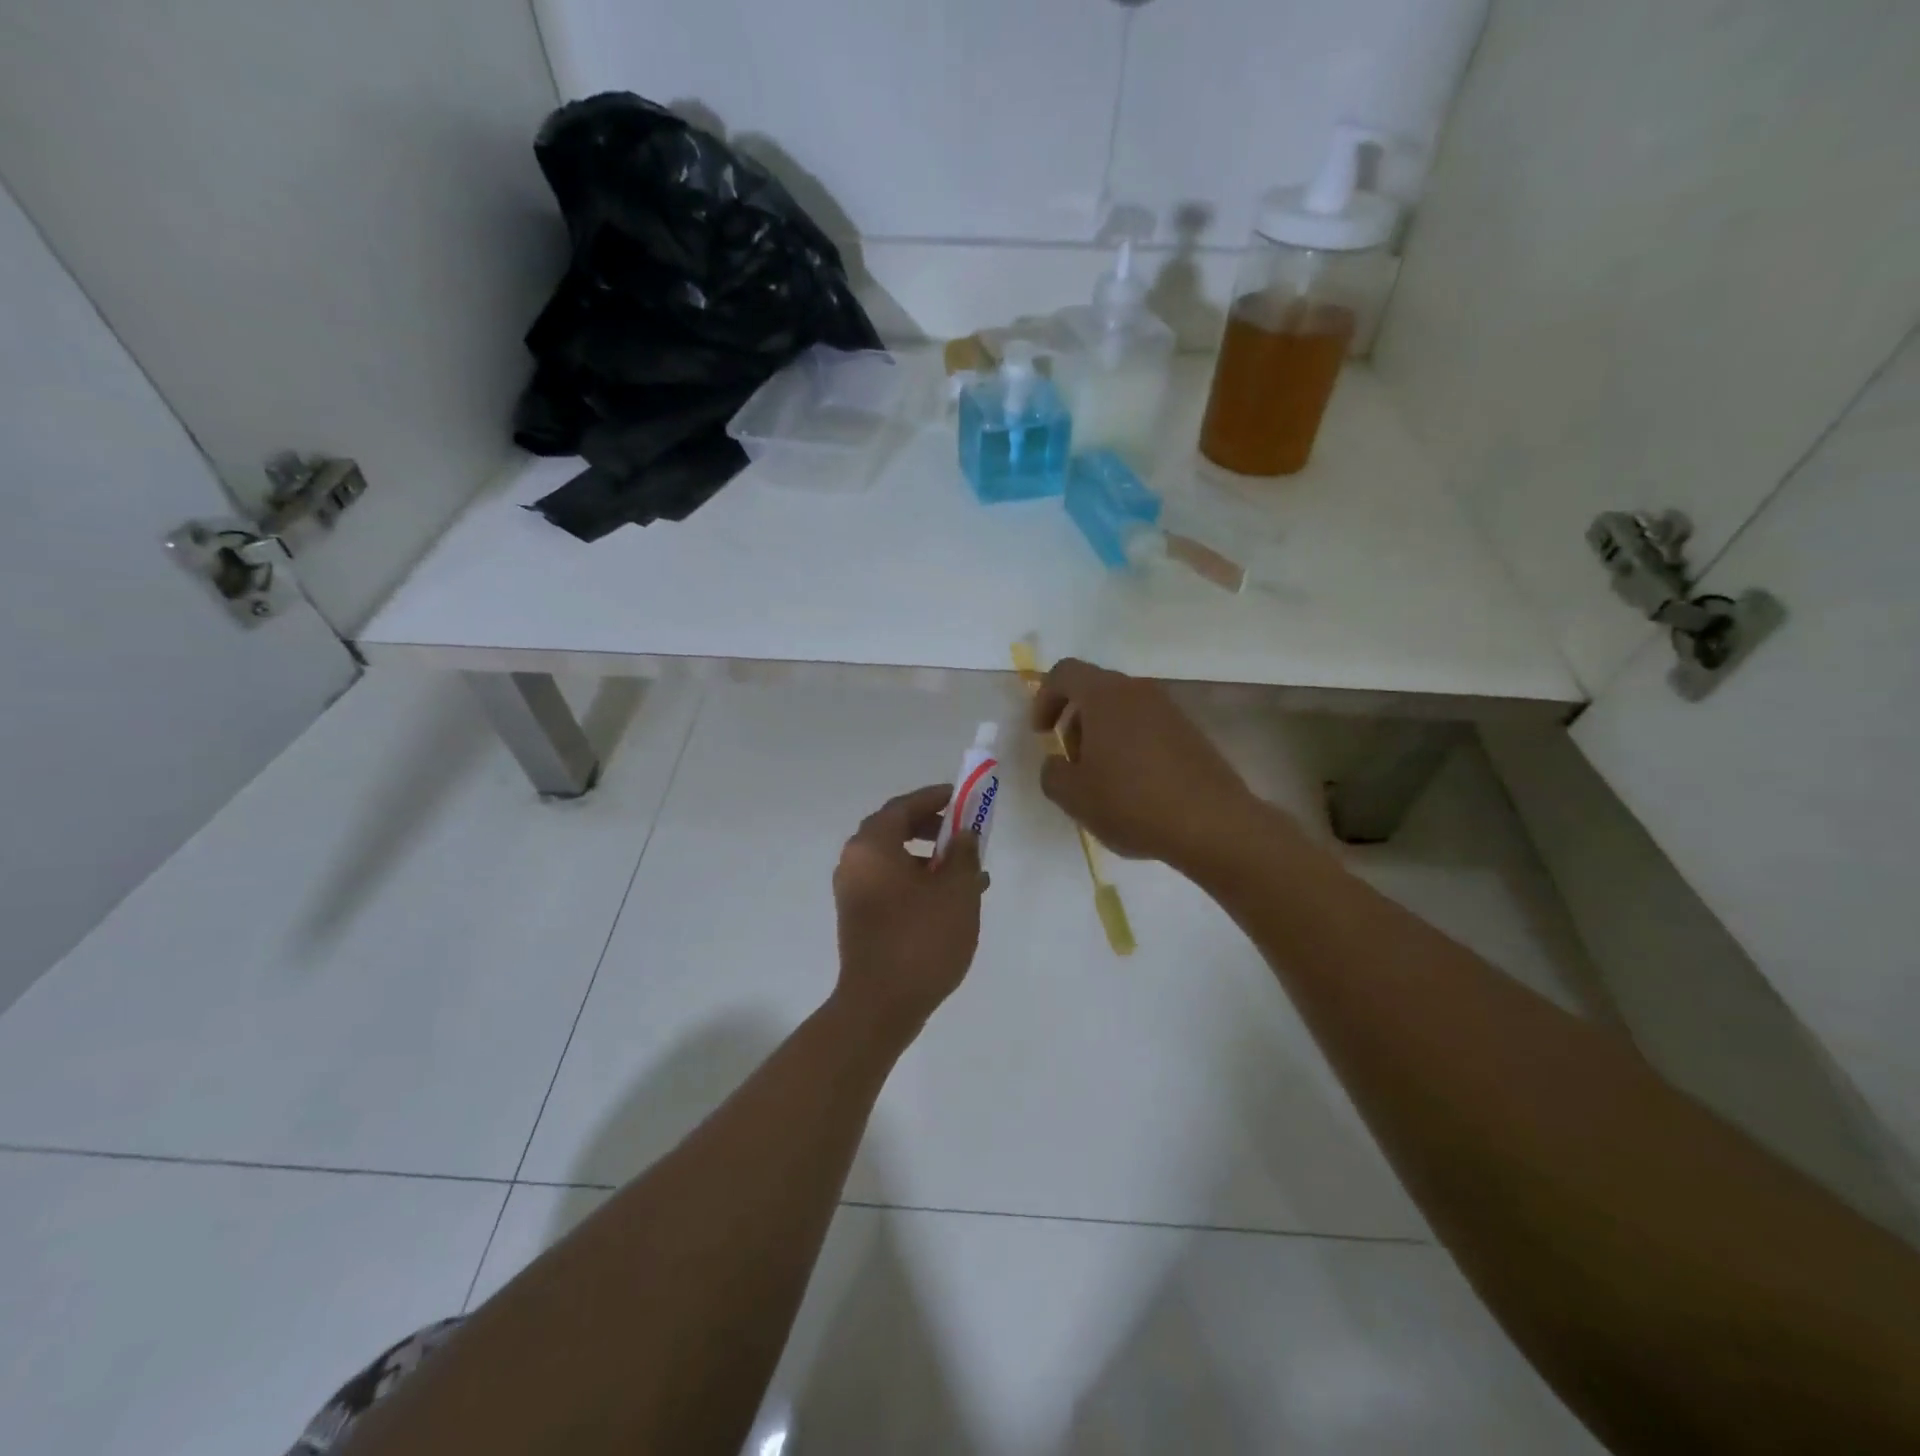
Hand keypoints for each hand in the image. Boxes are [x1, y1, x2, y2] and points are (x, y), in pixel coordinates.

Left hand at [831, 784, 984, 1045]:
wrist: (881, 1005)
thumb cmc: (921, 939)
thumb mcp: (957, 891)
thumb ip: (964, 854)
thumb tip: (964, 835)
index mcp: (872, 846)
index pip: (903, 806)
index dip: (935, 798)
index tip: (962, 797)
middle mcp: (855, 861)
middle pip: (895, 829)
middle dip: (932, 827)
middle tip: (964, 833)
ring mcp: (853, 891)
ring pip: (894, 859)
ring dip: (929, 858)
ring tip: (968, 872)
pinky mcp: (858, 916)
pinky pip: (890, 883)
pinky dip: (917, 881)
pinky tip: (951, 900)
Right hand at [1032, 658, 1257, 873]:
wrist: (1212, 824)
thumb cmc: (1132, 802)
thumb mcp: (1073, 796)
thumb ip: (1052, 773)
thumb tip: (1058, 764)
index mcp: (1105, 695)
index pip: (1064, 673)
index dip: (1044, 699)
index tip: (1042, 735)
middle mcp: (1138, 691)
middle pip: (1094, 690)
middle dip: (1074, 722)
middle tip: (1072, 762)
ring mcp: (1169, 710)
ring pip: (1122, 710)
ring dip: (1102, 736)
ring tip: (1102, 780)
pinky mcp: (1190, 733)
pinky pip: (1147, 727)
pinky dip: (1130, 746)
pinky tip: (1133, 787)